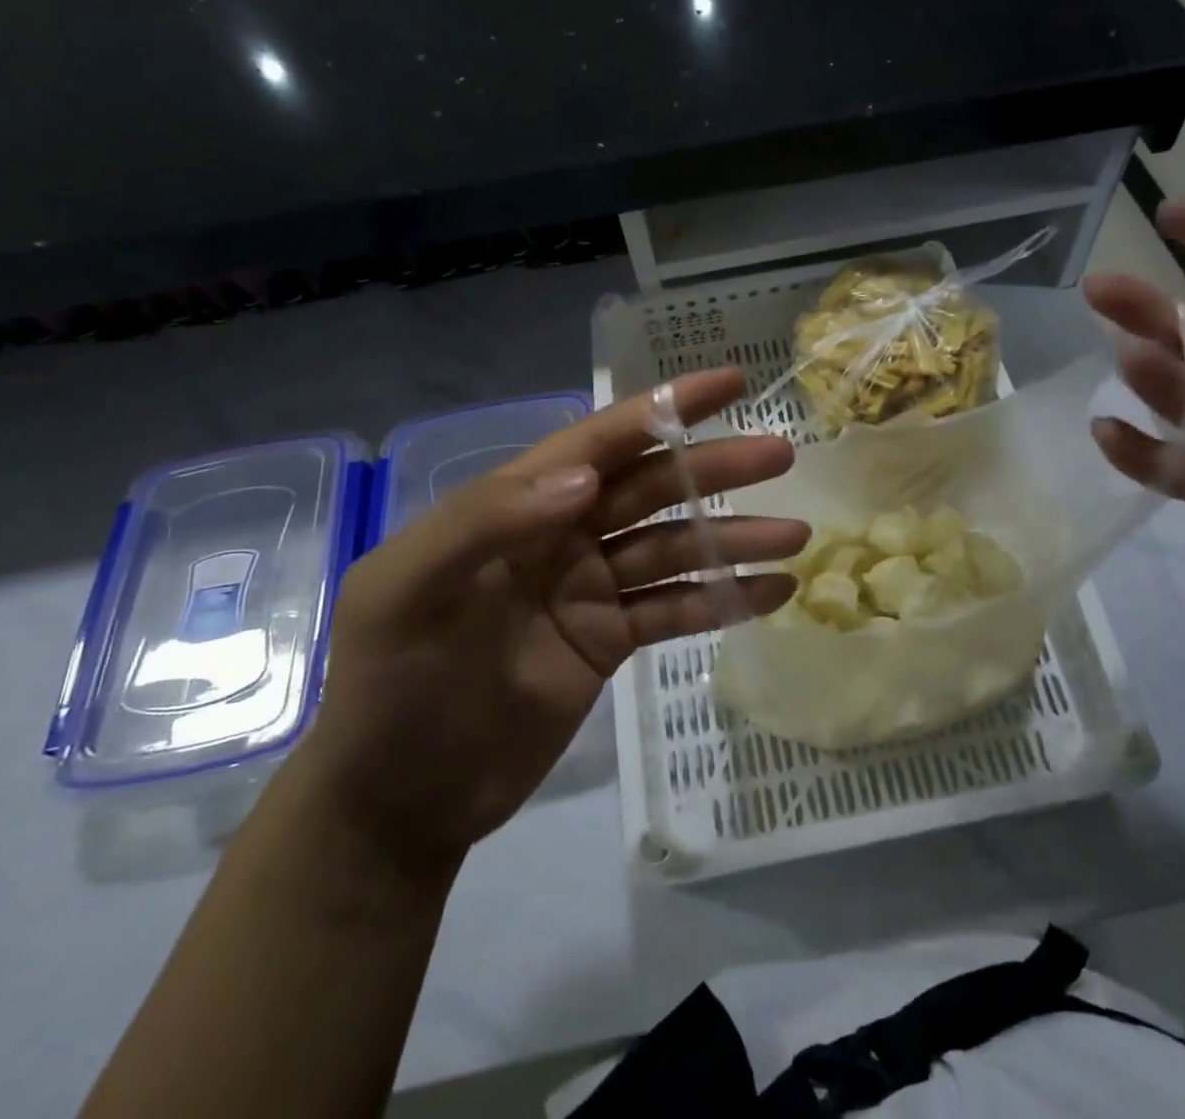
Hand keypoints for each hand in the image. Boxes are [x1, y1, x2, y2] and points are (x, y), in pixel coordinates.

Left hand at [302, 369, 805, 877]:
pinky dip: (722, 599)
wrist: (396, 803)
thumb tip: (583, 476)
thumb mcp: (405, 593)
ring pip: (674, 549)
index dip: (663, 408)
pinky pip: (674, 608)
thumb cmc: (390, 687)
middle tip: (780, 456)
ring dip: (732, 539)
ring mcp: (589, 588)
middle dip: (715, 470)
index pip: (599, 441)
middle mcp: (560, 534)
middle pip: (651, 488)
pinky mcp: (609, 639)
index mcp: (516, 505)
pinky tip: (770, 592)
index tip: (728, 382)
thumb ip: (485, 521)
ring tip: (794, 535)